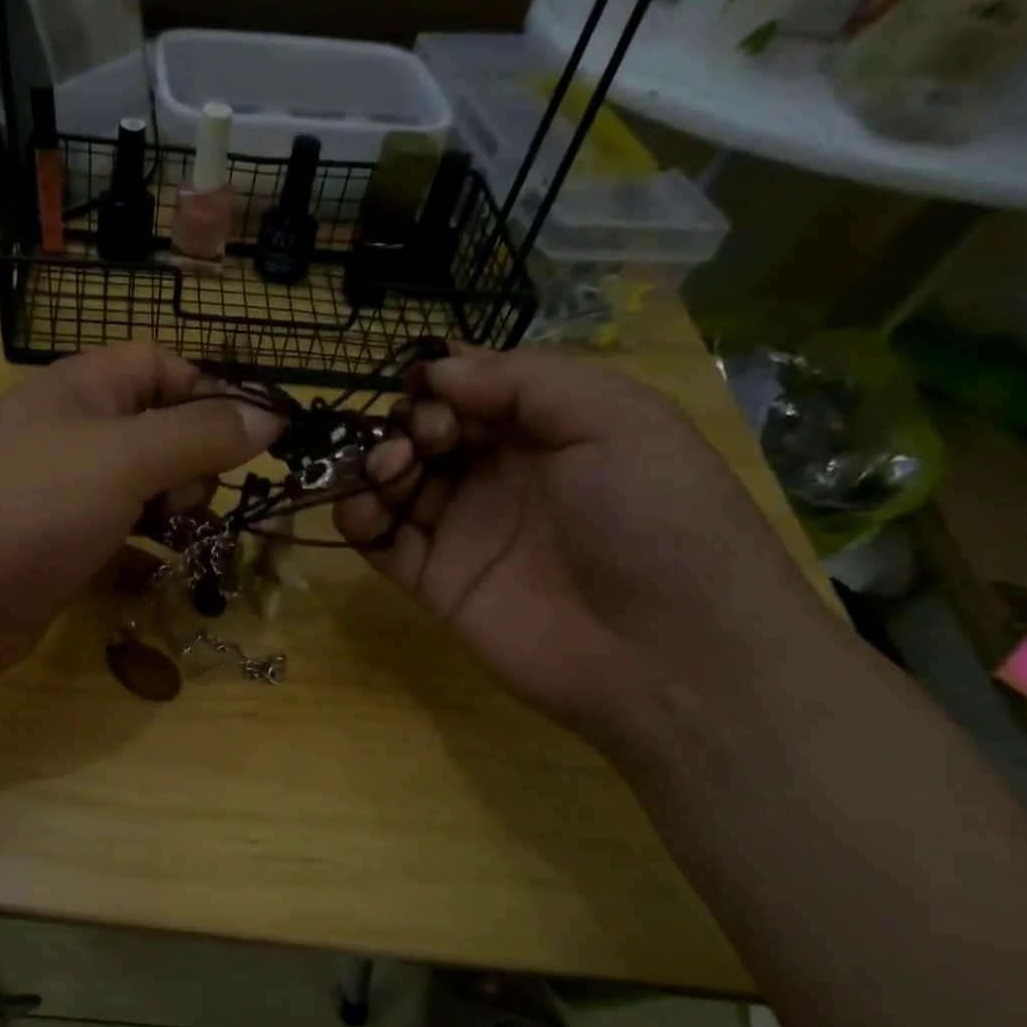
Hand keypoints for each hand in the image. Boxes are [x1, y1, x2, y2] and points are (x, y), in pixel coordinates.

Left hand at [0, 342, 281, 690]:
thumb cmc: (24, 505)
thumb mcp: (122, 458)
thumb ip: (199, 435)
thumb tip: (270, 416)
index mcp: (86, 393)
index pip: (164, 368)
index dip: (211, 395)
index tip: (253, 441)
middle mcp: (76, 440)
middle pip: (160, 436)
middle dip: (196, 467)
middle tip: (198, 505)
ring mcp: (66, 503)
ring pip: (144, 499)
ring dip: (179, 520)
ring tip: (199, 547)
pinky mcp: (61, 559)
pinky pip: (121, 550)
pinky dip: (148, 563)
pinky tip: (165, 581)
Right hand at [337, 349, 841, 748]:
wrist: (668, 655)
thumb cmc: (656, 519)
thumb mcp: (617, 419)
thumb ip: (524, 380)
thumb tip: (435, 370)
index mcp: (548, 429)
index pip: (471, 388)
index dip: (441, 381)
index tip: (424, 387)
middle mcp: (500, 475)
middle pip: (425, 432)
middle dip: (407, 422)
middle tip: (421, 441)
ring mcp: (463, 529)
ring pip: (394, 482)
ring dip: (376, 464)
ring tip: (390, 472)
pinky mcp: (434, 580)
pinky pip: (379, 540)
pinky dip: (358, 518)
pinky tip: (363, 510)